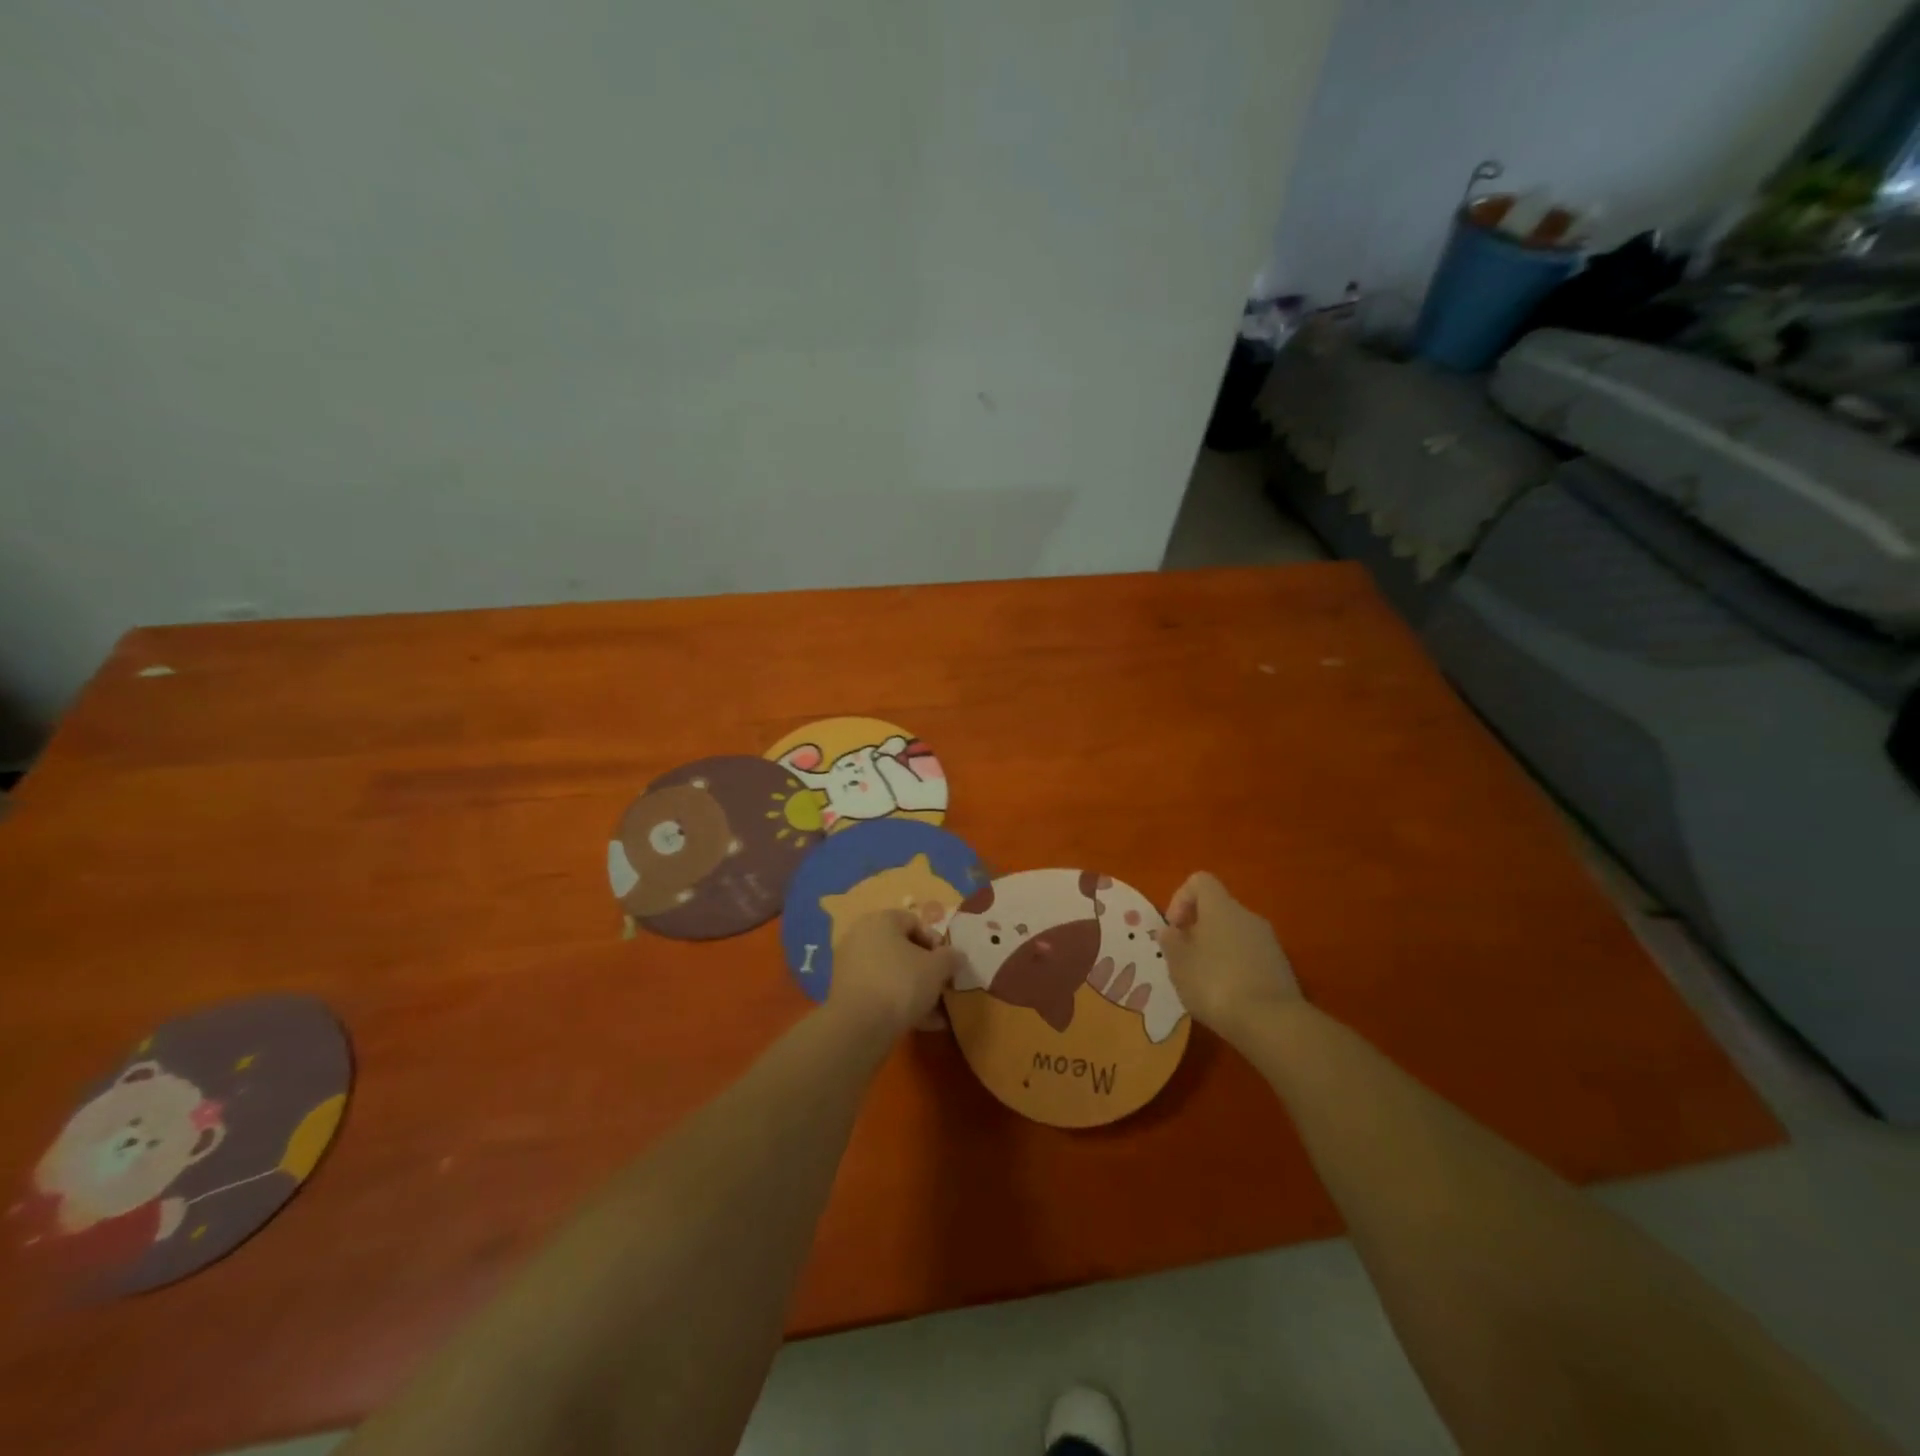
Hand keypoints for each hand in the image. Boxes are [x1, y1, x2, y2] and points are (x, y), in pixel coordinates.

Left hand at [827, 909, 962, 1039]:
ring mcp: (850, 965)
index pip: (915, 922)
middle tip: (941, 987)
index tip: (947, 964)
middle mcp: (861, 936)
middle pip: (902, 948)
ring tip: (936, 1013)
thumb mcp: (937, 968)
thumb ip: (951, 957)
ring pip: (891, 973)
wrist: (859, 1026)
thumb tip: (956, 956)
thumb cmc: (901, 984)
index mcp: (881, 920)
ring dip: (914, 989)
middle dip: (925, 969)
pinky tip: (920, 1023)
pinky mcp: (846, 993)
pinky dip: (897, 1003)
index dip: (936, 942)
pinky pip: (879, 991)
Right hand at [1158, 872, 1299, 1036]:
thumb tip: (1170, 930)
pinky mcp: (1281, 966)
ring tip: (1204, 982)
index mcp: (1220, 907)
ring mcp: (1268, 941)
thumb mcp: (1178, 964)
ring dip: (1216, 950)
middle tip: (1184, 959)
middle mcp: (1247, 916)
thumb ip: (1170, 941)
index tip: (1174, 929)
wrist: (1271, 1022)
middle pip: (1217, 909)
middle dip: (1197, 930)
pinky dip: (1235, 967)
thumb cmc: (1214, 983)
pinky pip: (1250, 955)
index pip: (1200, 881)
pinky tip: (1228, 996)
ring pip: (1234, 934)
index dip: (1181, 899)